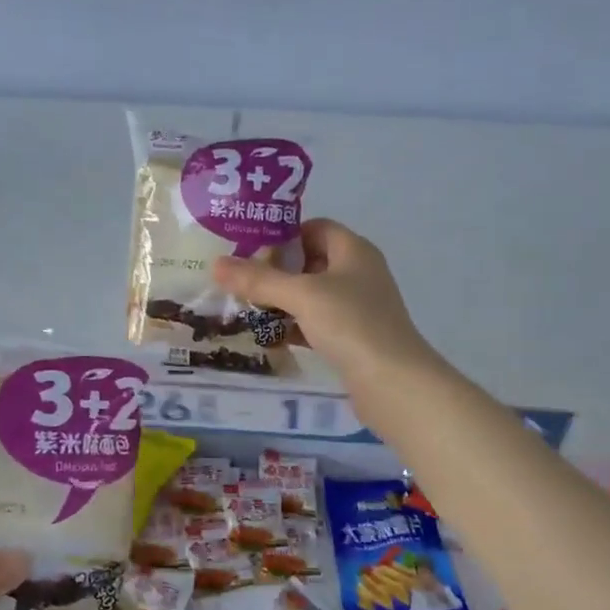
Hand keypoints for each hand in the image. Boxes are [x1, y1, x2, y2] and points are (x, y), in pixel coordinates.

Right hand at [213, 218, 438, 396]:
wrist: (392, 382)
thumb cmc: (350, 324)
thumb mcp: (301, 296)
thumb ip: (259, 280)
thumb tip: (216, 264)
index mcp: (354, 251)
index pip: (315, 228)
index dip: (284, 236)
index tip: (250, 252)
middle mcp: (359, 274)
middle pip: (311, 262)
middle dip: (277, 273)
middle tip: (242, 284)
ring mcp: (359, 308)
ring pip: (313, 297)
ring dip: (283, 303)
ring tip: (247, 311)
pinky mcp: (354, 339)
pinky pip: (318, 325)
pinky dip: (296, 328)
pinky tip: (271, 339)